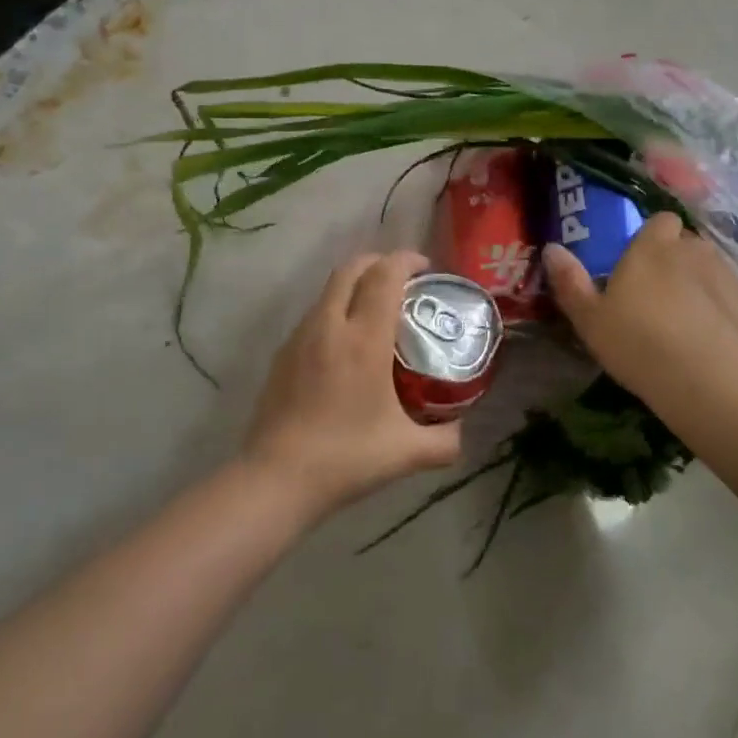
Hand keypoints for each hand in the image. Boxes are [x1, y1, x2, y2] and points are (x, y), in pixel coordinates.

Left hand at [240, 250, 463, 522]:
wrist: (276, 477)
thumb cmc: (346, 458)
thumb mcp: (407, 452)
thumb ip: (444, 441)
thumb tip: (461, 431)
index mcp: (364, 339)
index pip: (385, 276)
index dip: (406, 261)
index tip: (425, 268)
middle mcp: (330, 325)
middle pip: (352, 268)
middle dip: (379, 262)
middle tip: (402, 280)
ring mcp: (301, 336)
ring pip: (329, 289)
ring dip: (355, 284)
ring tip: (376, 309)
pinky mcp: (283, 353)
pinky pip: (314, 314)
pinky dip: (335, 309)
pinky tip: (345, 344)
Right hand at [543, 212, 737, 409]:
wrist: (710, 384)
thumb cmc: (639, 342)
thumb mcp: (589, 319)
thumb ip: (570, 281)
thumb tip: (552, 248)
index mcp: (654, 247)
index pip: (660, 220)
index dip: (652, 235)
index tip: (638, 259)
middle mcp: (696, 252)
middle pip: (687, 244)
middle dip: (675, 260)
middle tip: (656, 294)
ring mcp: (731, 280)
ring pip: (712, 272)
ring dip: (700, 287)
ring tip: (684, 323)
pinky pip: (734, 305)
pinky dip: (724, 317)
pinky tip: (711, 347)